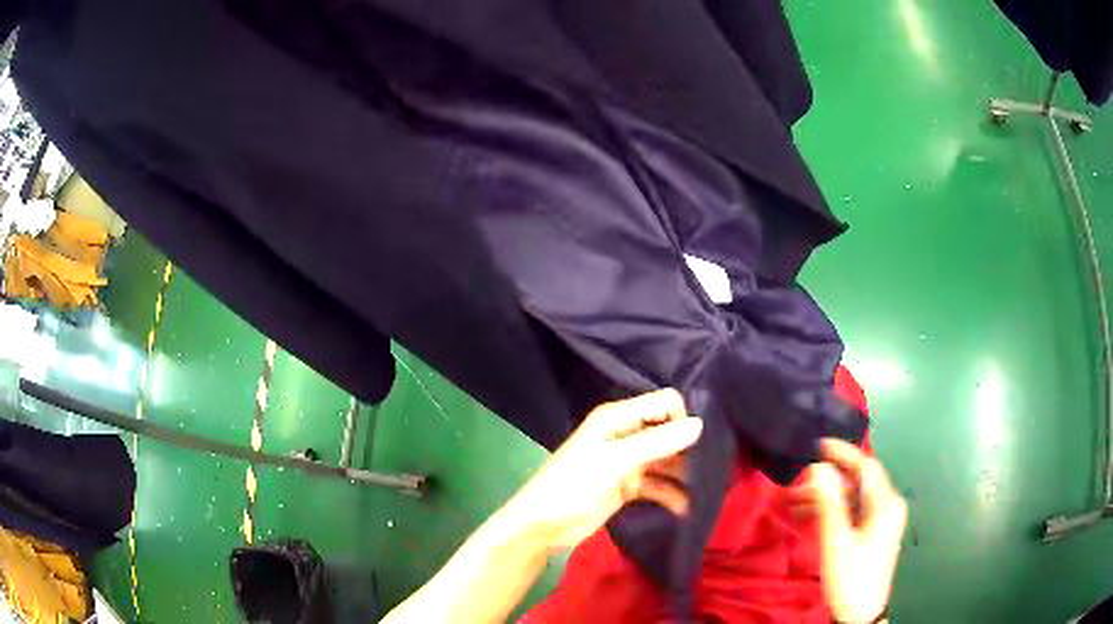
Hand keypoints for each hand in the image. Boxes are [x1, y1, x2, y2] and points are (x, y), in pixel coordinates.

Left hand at [503, 389, 702, 549]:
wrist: (543, 525)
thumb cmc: (574, 485)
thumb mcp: (615, 461)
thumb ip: (657, 442)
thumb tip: (700, 424)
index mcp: (618, 418)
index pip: (664, 403)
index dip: (683, 418)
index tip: (701, 442)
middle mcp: (626, 434)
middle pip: (668, 432)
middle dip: (690, 448)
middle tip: (712, 468)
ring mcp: (628, 462)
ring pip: (667, 460)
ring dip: (684, 473)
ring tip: (706, 491)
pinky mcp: (628, 486)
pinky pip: (659, 484)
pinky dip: (672, 494)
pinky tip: (686, 508)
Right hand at [792, 439, 906, 623]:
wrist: (860, 613)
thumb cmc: (850, 576)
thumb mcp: (837, 541)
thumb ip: (829, 502)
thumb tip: (818, 468)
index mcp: (885, 503)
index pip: (865, 466)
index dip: (842, 452)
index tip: (816, 444)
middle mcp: (887, 505)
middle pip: (858, 481)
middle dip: (827, 478)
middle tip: (796, 478)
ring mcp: (881, 519)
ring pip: (853, 496)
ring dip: (826, 496)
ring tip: (793, 500)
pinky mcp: (873, 532)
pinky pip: (853, 511)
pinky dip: (832, 509)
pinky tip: (808, 515)